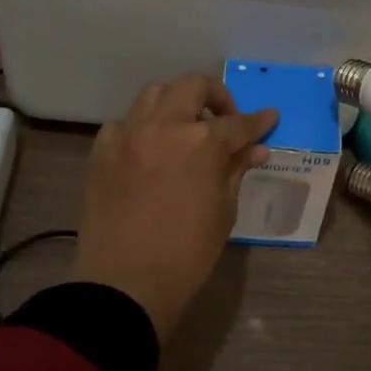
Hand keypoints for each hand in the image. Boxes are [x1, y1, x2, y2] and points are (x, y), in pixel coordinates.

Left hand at [69, 74, 276, 340]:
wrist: (125, 284)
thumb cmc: (187, 254)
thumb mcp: (223, 211)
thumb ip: (236, 170)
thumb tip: (255, 149)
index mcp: (203, 143)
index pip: (239, 123)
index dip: (258, 121)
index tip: (269, 118)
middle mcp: (165, 126)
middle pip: (193, 86)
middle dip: (215, 96)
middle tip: (223, 120)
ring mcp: (129, 135)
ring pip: (154, 93)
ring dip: (175, 103)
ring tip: (183, 128)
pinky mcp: (102, 151)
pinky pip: (122, 123)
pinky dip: (139, 128)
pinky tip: (147, 150)